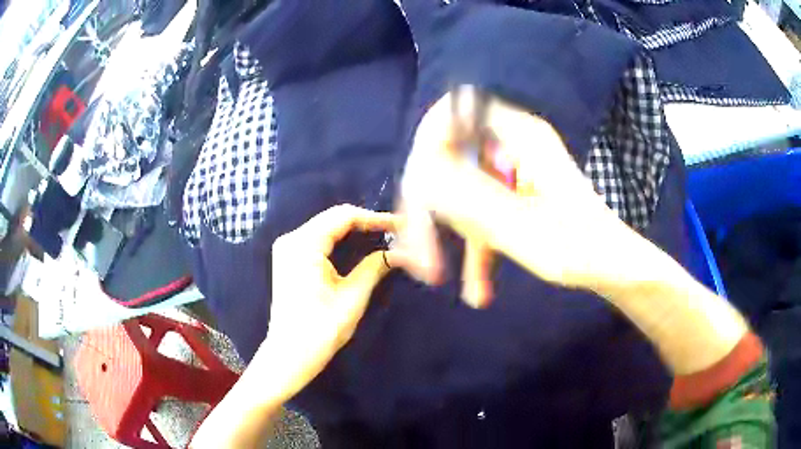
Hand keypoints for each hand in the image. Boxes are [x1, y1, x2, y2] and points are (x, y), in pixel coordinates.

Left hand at [192, 205, 404, 447]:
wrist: (290, 354)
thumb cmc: (321, 330)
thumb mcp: (352, 297)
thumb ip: (375, 267)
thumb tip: (400, 252)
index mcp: (304, 244)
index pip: (344, 216)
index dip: (374, 218)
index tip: (400, 224)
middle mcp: (291, 239)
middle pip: (333, 218)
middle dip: (365, 222)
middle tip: (395, 230)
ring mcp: (287, 248)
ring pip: (326, 226)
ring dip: (353, 230)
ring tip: (382, 235)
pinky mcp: (288, 258)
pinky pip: (317, 238)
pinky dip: (340, 239)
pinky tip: (358, 244)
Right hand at [400, 90, 647, 297]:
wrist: (614, 269)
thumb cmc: (585, 250)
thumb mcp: (526, 231)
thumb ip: (471, 200)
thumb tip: (419, 172)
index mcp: (521, 136)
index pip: (457, 108)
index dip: (428, 138)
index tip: (418, 184)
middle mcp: (511, 146)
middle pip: (447, 157)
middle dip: (427, 207)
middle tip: (418, 255)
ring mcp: (510, 173)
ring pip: (457, 191)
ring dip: (442, 234)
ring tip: (434, 277)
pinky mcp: (512, 198)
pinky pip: (477, 213)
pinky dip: (470, 249)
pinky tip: (476, 289)